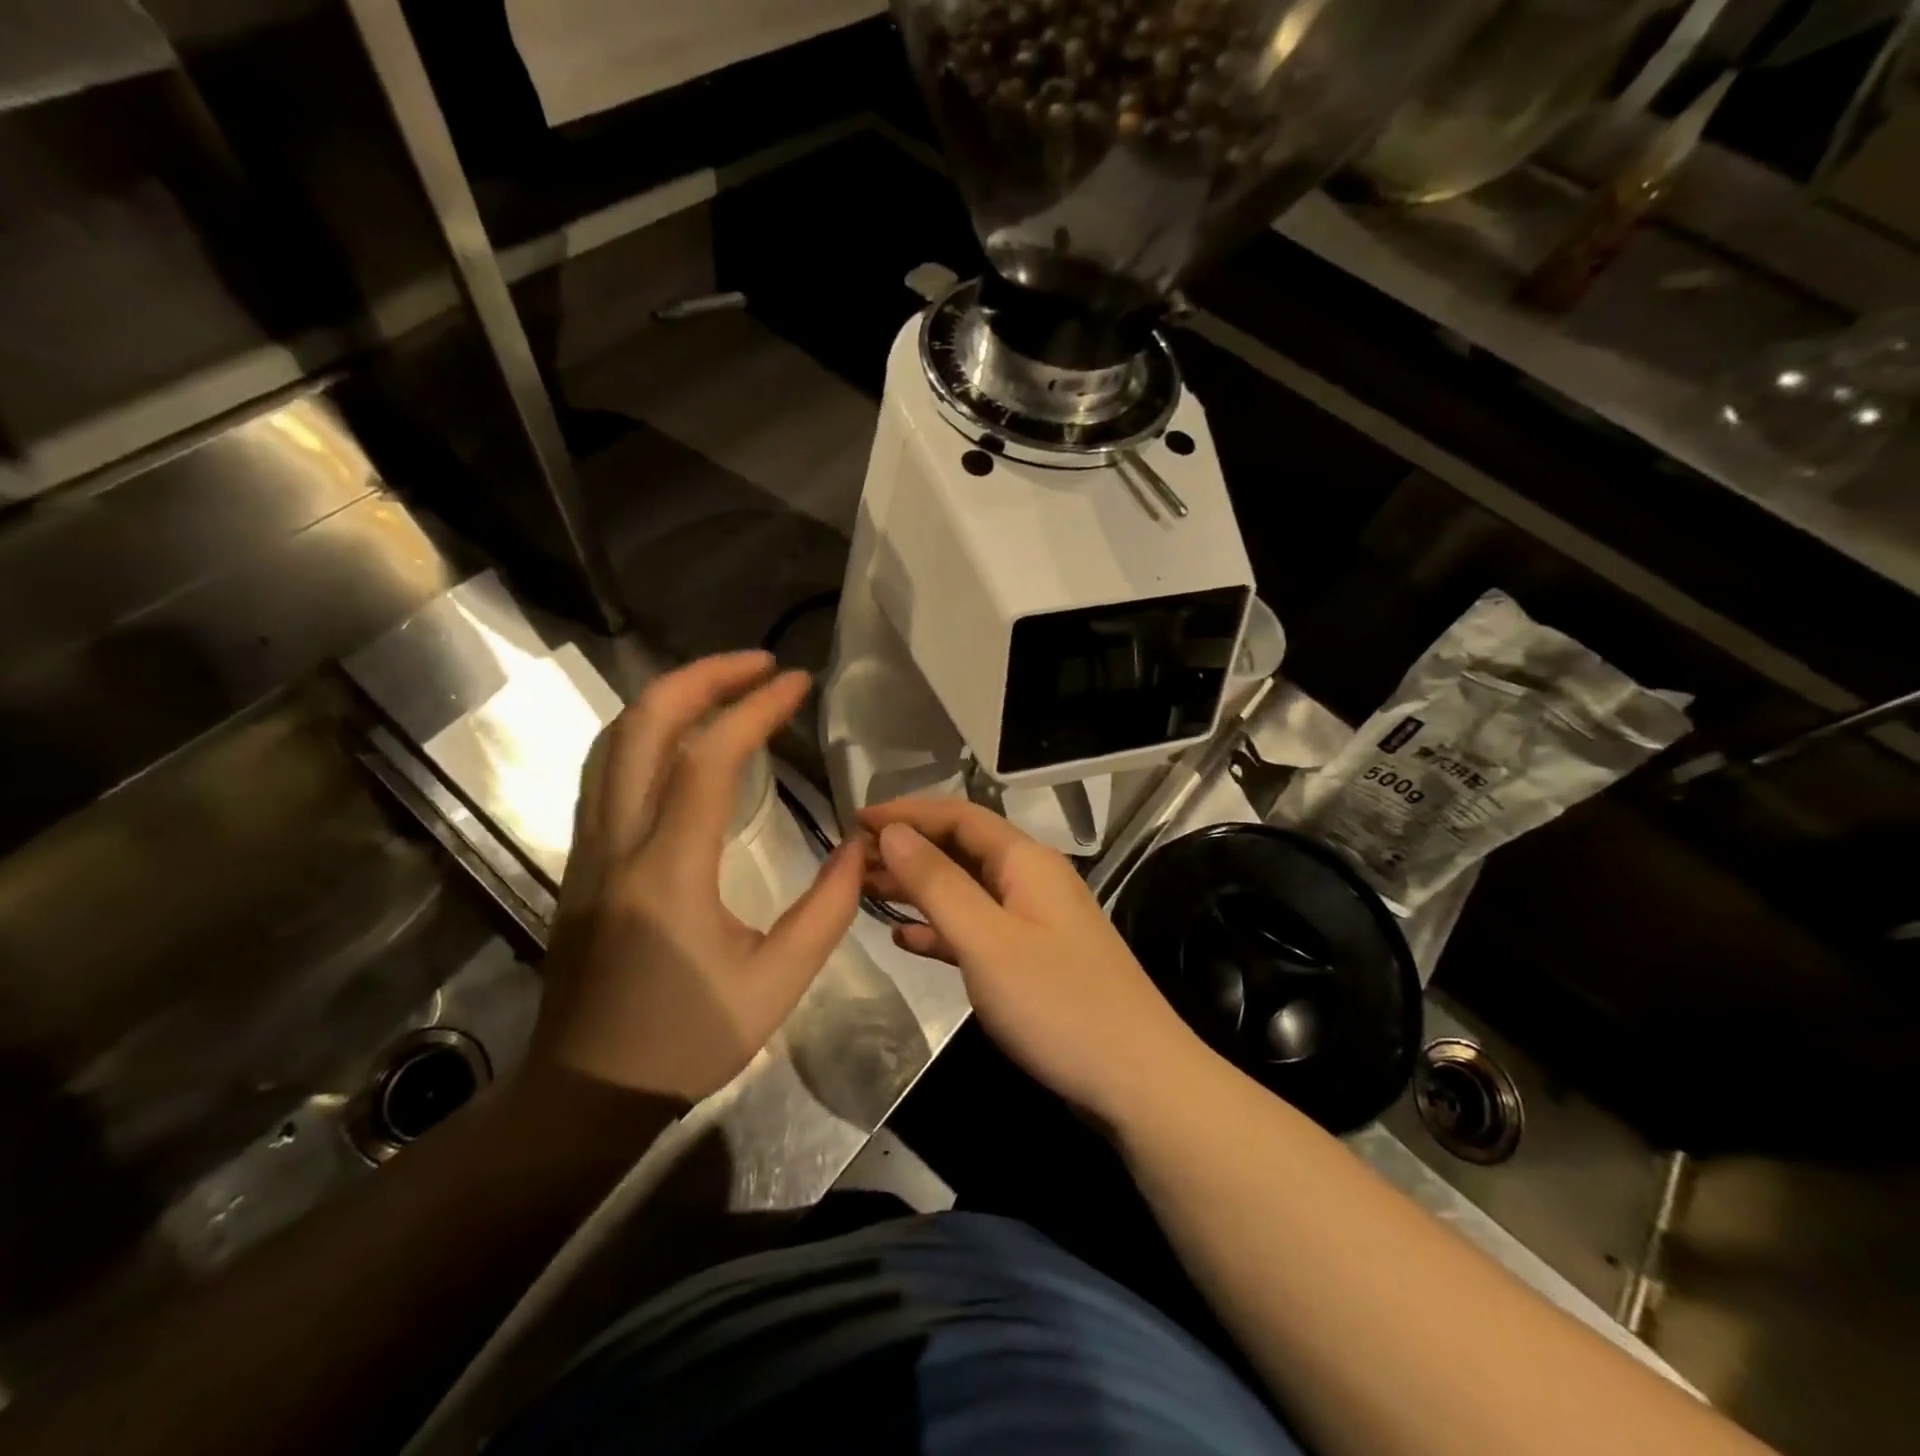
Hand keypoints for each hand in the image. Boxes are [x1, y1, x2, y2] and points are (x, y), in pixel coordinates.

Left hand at [527, 652, 862, 1104]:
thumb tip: (859, 847)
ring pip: (612, 742)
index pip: (707, 758)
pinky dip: (645, 731)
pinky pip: (605, 770)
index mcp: (669, 872)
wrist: (587, 1092)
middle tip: (758, 664)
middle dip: (702, 677)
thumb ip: (827, 910)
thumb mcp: (777, 985)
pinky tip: (682, 736)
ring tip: (725, 684)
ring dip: (669, 698)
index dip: (755, 708)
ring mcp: (588, 849)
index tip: (797, 683)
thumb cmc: (686, 1042)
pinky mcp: (580, 860)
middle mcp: (618, 844)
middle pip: (642, 727)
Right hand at [859, 798, 1203, 1129]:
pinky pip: (978, 929)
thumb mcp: (987, 940)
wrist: (1137, 1080)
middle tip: (851, 862)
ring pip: (966, 889)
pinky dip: (941, 928)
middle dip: (908, 849)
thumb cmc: (1057, 1004)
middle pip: (962, 848)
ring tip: (866, 892)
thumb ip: (937, 883)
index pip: (958, 816)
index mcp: (1026, 861)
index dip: (907, 813)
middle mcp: (1032, 880)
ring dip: (919, 887)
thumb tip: (893, 833)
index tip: (855, 820)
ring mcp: (1035, 921)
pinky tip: (906, 939)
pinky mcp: (1034, 959)